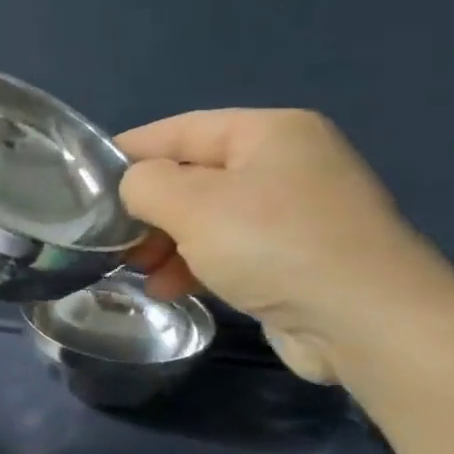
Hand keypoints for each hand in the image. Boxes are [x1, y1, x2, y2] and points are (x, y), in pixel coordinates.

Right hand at [115, 110, 453, 382]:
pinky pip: (230, 250)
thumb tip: (133, 188)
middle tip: (113, 240)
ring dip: (165, 243)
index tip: (84, 181)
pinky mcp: (297, 259)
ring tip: (138, 271)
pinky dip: (196, 264)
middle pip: (192, 176)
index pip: (179, 130)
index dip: (128, 152)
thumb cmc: (274, 245)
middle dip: (148, 209)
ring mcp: (296, 214)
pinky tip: (170, 288)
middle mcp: (286, 164)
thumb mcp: (191, 204)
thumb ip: (144, 183)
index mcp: (269, 133)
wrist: (369, 324)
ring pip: (206, 218)